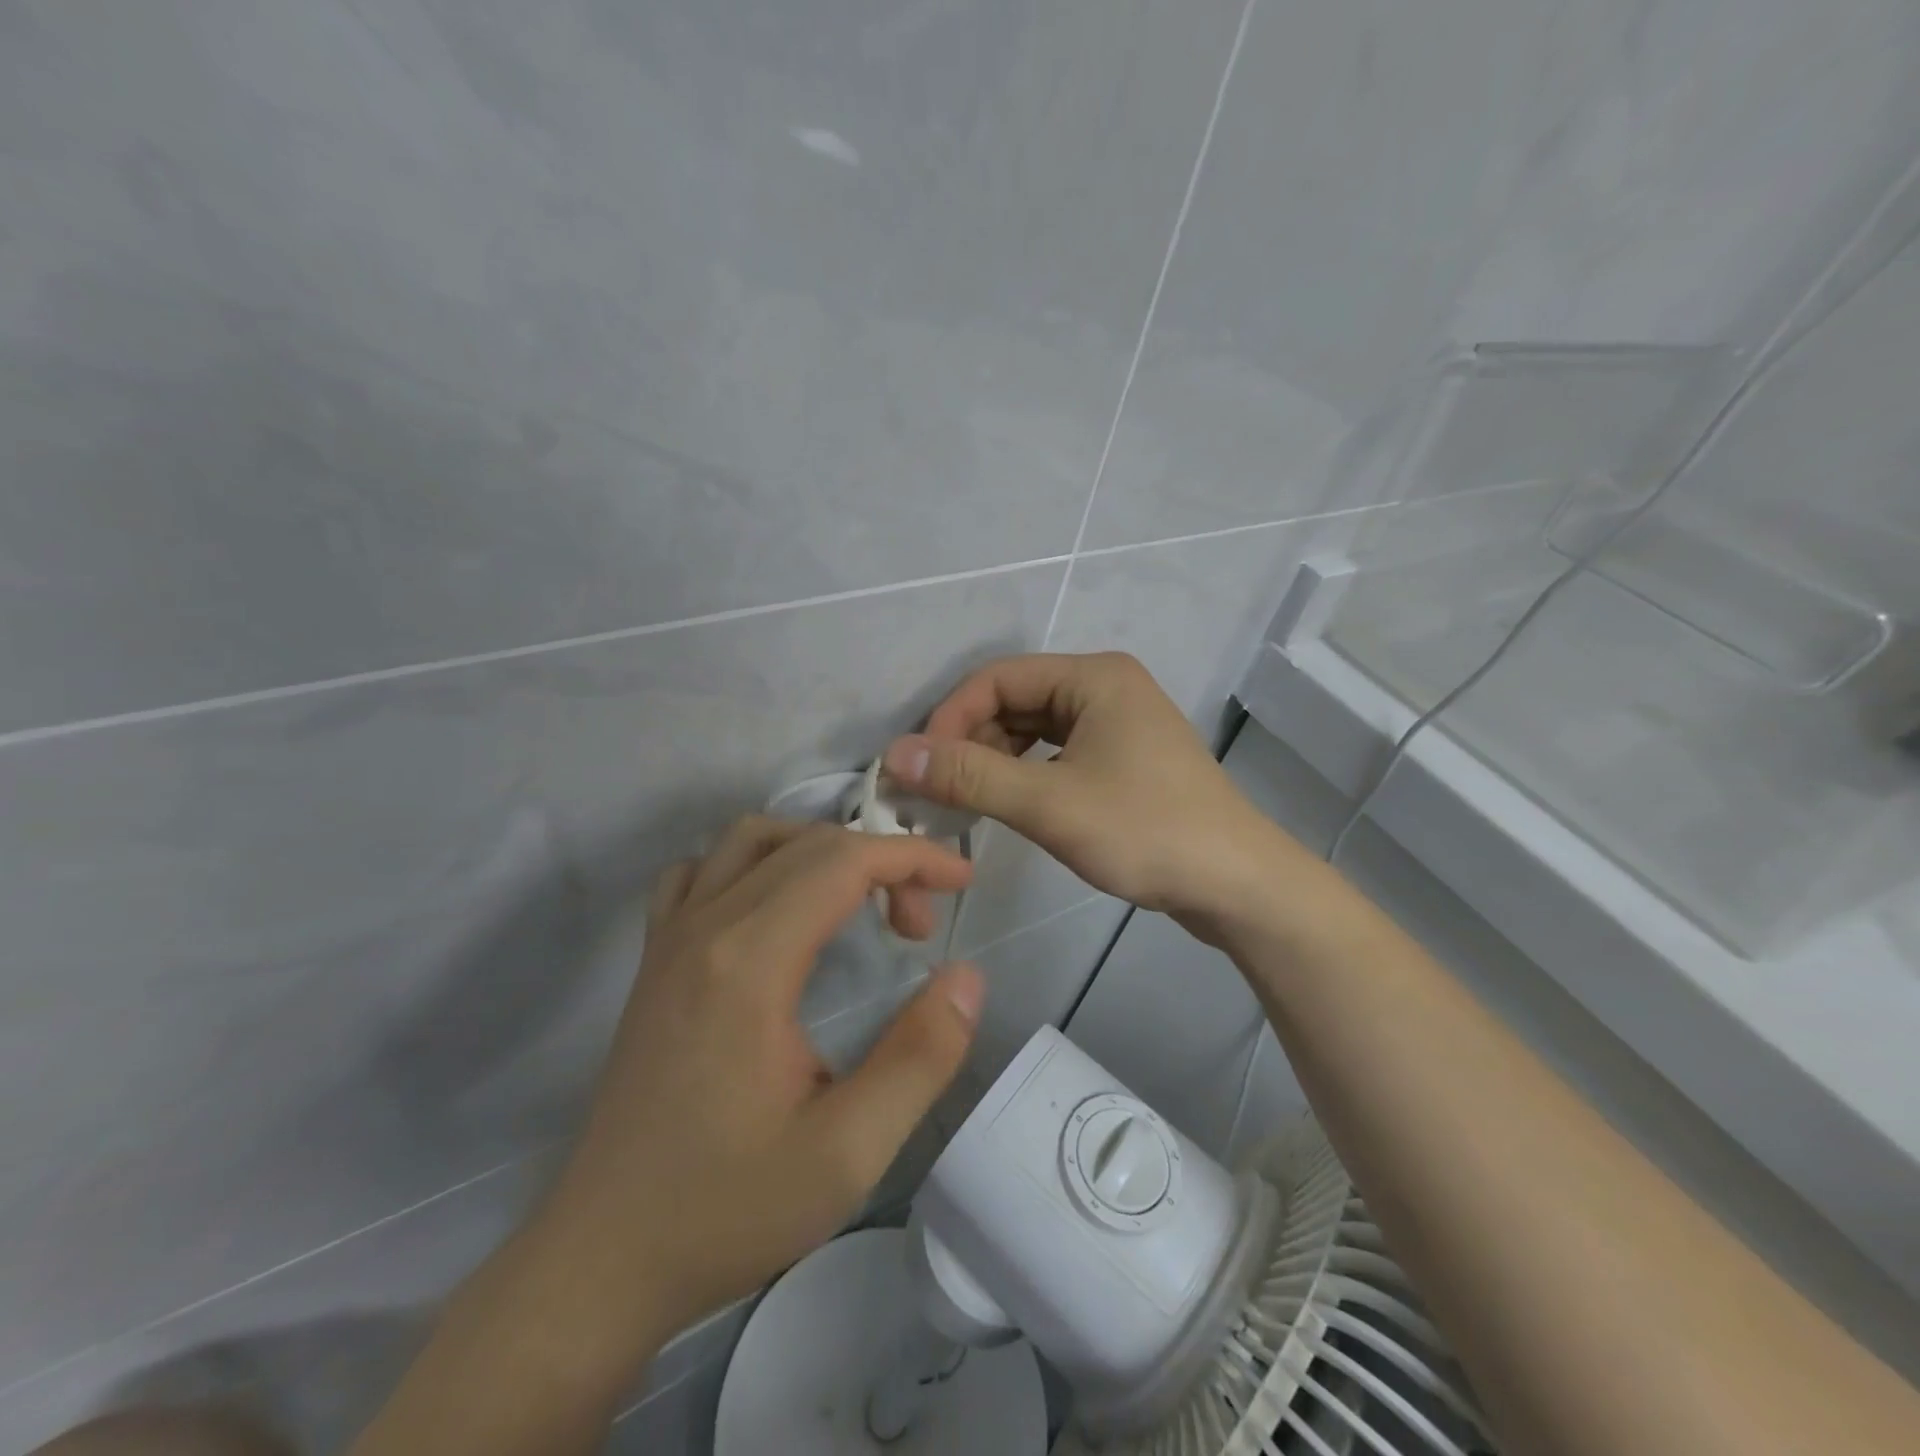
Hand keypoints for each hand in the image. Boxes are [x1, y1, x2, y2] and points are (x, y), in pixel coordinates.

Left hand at [529, 818, 981, 1372]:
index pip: (843, 861)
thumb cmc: (727, 1207)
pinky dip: (751, 863)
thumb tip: (966, 977)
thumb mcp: (847, 1153)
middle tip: (919, 927)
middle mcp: (704, 927)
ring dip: (818, 850)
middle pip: (806, 844)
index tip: (962, 880)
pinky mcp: (652, 958)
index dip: (912, 857)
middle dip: (881, 862)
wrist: (602, 1258)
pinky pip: (700, 870)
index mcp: (750, 962)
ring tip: (857, 900)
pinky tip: (773, 908)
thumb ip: (919, 1057)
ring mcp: (669, 937)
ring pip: (750, 839)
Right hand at [884, 653, 1318, 933]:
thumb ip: (970, 776)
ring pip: (1033, 731)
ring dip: (993, 762)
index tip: (917, 767)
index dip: (950, 718)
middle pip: (1014, 702)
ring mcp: (1117, 723)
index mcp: (1093, 676)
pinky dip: (1024, 776)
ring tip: (962, 803)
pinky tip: (1005, 806)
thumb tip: (895, 754)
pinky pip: (1056, 754)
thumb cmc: (1146, 831)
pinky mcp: (1123, 759)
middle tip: (934, 792)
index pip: (997, 678)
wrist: (1238, 885)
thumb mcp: (1049, 804)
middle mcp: (1105, 687)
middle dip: (970, 743)